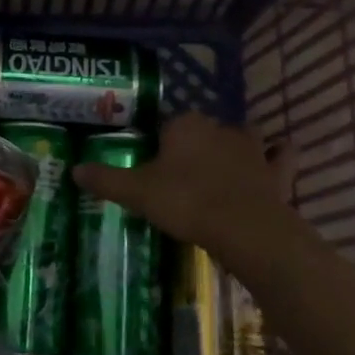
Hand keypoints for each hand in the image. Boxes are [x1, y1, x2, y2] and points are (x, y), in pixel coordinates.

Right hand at [71, 112, 295, 247]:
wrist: (245, 229)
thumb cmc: (186, 202)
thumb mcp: (136, 193)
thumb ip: (106, 179)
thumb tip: (73, 169)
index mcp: (186, 126)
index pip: (167, 125)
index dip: (160, 144)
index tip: (153, 167)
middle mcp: (221, 128)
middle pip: (203, 130)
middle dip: (195, 145)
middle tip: (181, 174)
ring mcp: (254, 148)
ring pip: (243, 137)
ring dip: (235, 147)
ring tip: (221, 170)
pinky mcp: (277, 172)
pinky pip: (280, 157)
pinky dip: (276, 159)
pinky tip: (269, 168)